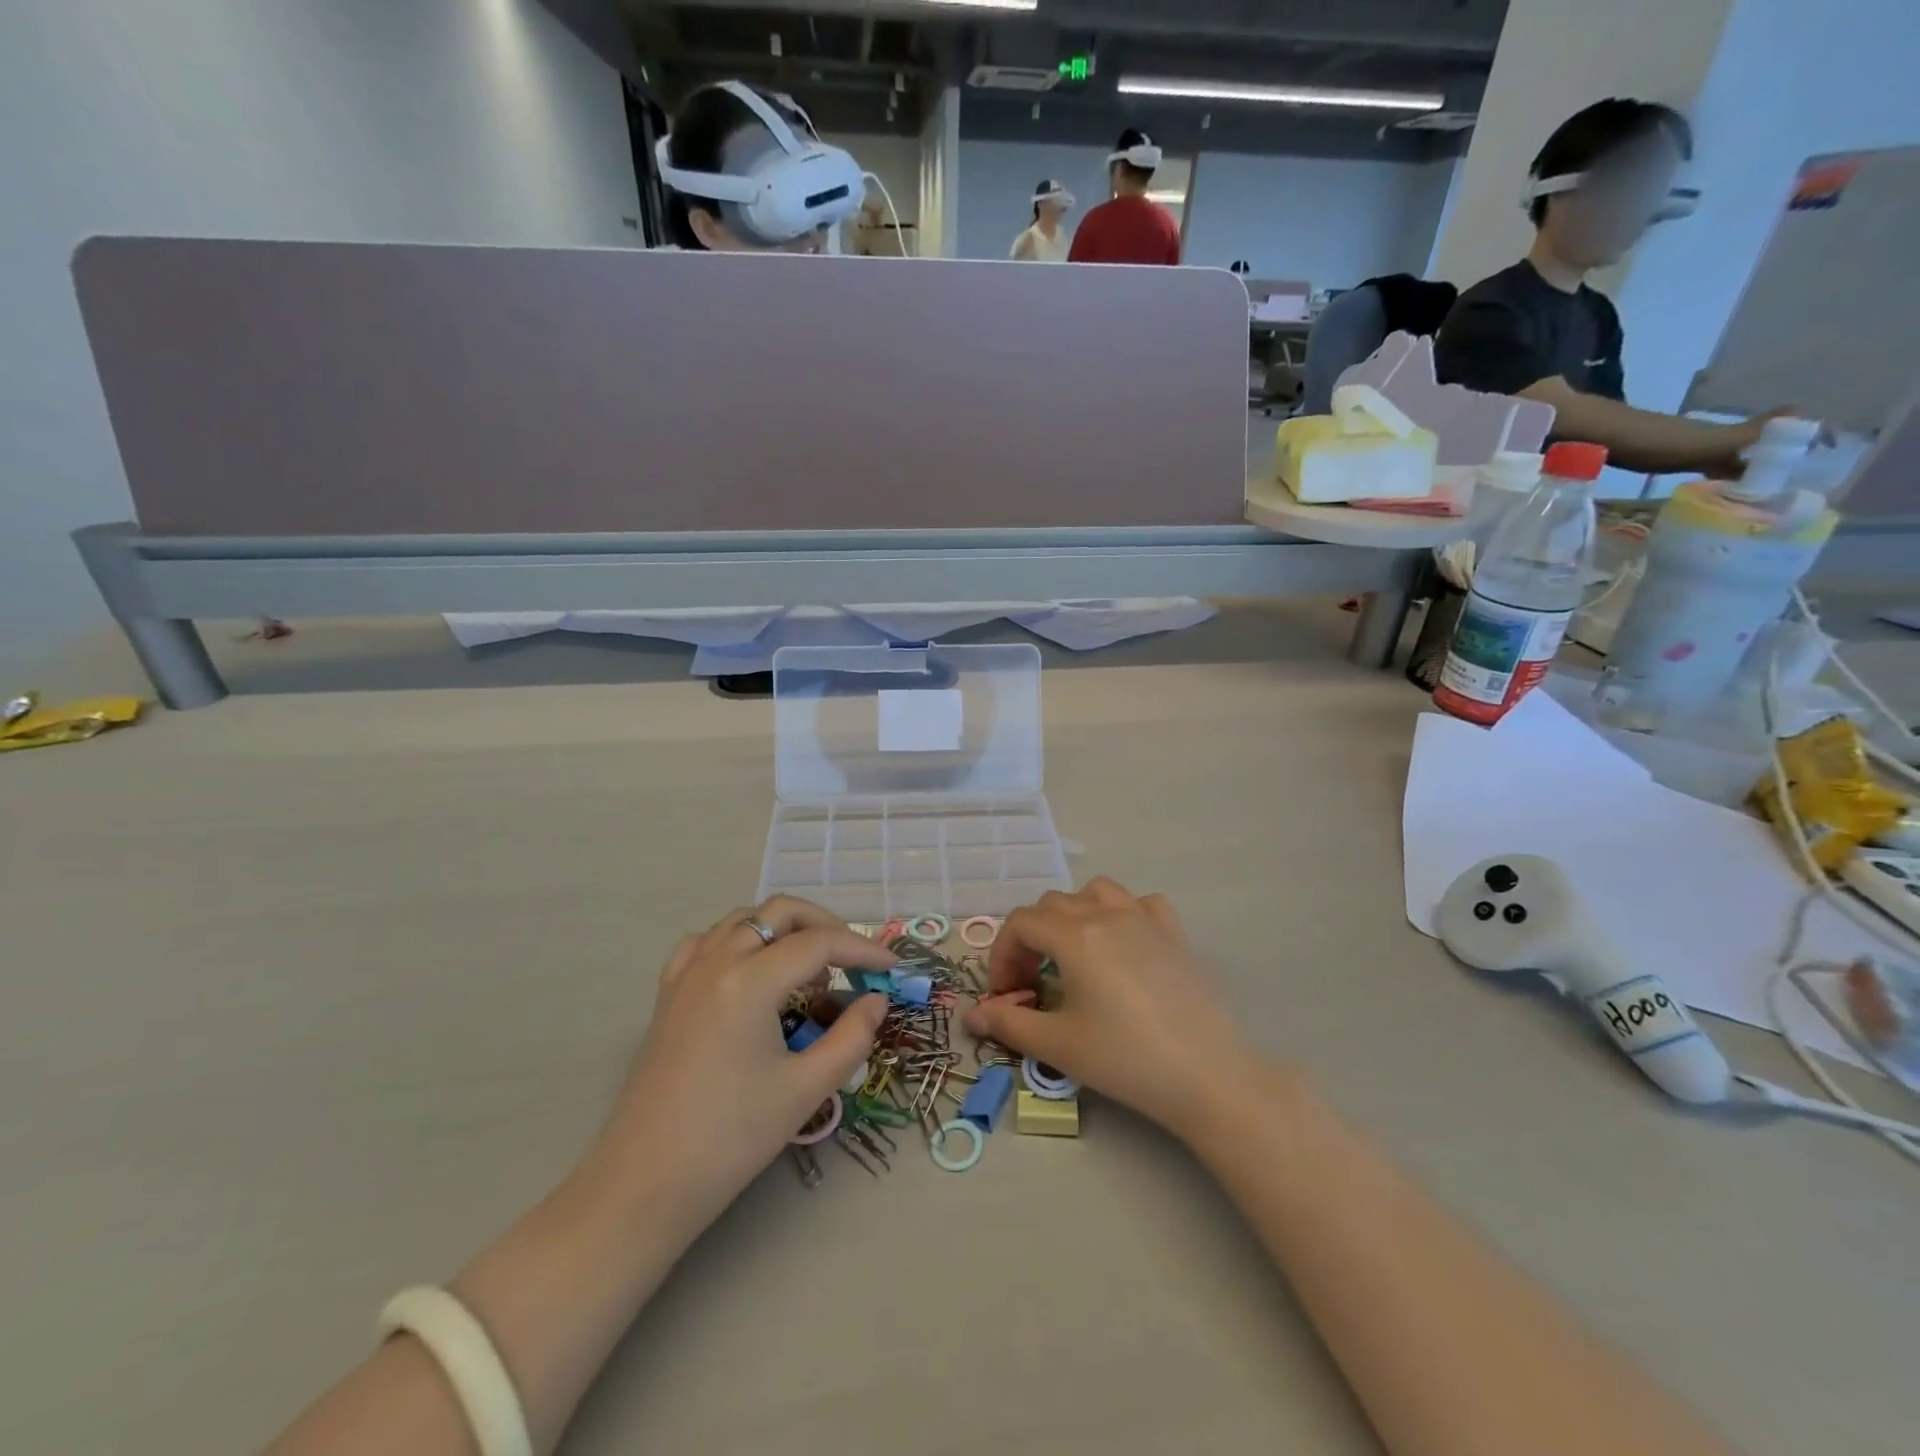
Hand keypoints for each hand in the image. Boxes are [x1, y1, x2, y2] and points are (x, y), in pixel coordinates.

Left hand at [594, 897, 896, 1223]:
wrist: (645, 1185)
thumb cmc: (730, 1138)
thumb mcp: (805, 1090)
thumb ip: (852, 1037)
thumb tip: (876, 1001)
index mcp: (750, 981)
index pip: (819, 943)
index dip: (862, 948)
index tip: (892, 966)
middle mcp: (716, 961)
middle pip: (780, 912)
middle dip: (824, 925)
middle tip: (853, 960)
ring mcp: (686, 974)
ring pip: (743, 920)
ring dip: (783, 930)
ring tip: (808, 971)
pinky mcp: (668, 995)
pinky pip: (706, 943)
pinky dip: (739, 942)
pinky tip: (750, 973)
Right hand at [962, 879, 1258, 1140]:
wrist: (1208, 1076)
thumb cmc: (1125, 1059)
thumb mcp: (1058, 1045)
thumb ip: (1009, 1024)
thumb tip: (973, 1016)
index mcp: (1073, 935)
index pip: (1020, 923)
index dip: (1002, 955)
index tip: (1004, 995)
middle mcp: (1106, 914)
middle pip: (1051, 905)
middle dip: (1030, 939)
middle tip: (1032, 984)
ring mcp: (1144, 918)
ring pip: (1095, 892)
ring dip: (1073, 915)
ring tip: (1073, 955)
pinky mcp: (1174, 933)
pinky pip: (1140, 903)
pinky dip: (1122, 914)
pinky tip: (1124, 945)